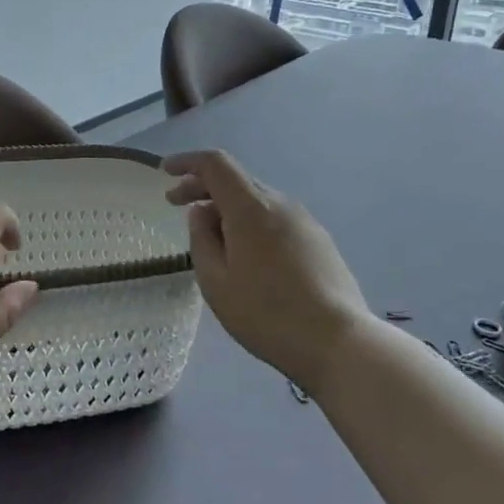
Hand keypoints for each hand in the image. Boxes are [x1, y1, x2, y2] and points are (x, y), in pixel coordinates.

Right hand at [164, 150, 369, 397]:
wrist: (337, 341)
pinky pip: (276, 218)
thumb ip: (202, 239)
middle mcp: (279, 204)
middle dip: (203, 186)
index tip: (166, 172)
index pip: (216, 164)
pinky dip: (251, 222)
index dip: (187, 162)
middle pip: (236, 179)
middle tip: (176, 205)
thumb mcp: (216, 283)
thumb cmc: (266, 315)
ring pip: (257, 200)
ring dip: (227, 207)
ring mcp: (304, 220)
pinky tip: (246, 253)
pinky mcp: (318, 240)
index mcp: (250, 208)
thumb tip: (201, 212)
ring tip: (210, 237)